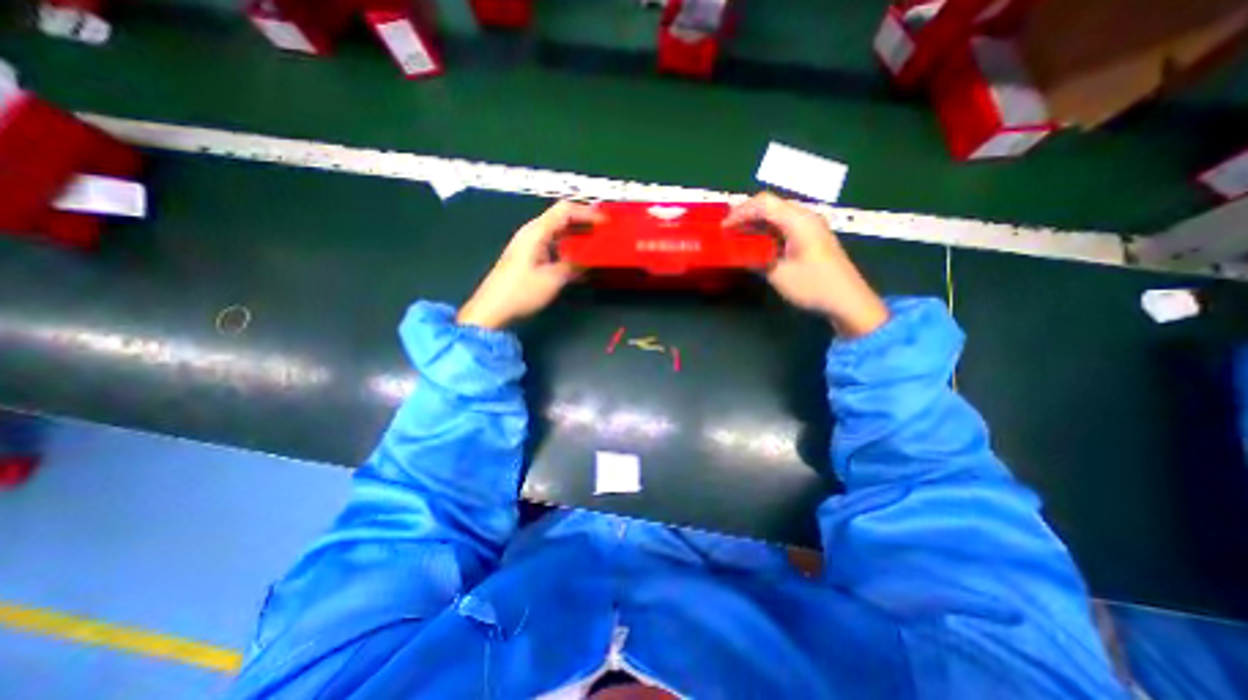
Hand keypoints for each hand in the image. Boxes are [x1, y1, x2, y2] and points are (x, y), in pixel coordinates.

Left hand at [457, 199, 602, 326]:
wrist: (492, 310)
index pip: (565, 210)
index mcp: (537, 232)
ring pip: (558, 233)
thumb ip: (574, 266)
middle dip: (585, 222)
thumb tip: (590, 261)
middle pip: (561, 218)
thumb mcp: (553, 279)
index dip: (588, 212)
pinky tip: (580, 262)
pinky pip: (553, 247)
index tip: (607, 221)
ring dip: (578, 237)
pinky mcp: (529, 259)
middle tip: (605, 231)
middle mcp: (532, 233)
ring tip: (597, 245)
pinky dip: (568, 250)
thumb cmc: (521, 292)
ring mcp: (529, 246)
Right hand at [729, 188, 892, 332]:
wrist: (848, 301)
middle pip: (771, 204)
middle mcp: (806, 216)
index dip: (740, 212)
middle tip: (727, 230)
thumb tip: (738, 252)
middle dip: (746, 214)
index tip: (723, 228)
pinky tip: (757, 243)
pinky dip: (767, 229)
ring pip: (777, 213)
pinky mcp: (812, 236)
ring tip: (737, 236)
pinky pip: (785, 224)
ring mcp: (811, 225)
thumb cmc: (813, 286)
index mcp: (799, 221)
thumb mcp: (778, 275)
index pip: (764, 203)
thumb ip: (755, 259)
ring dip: (756, 222)